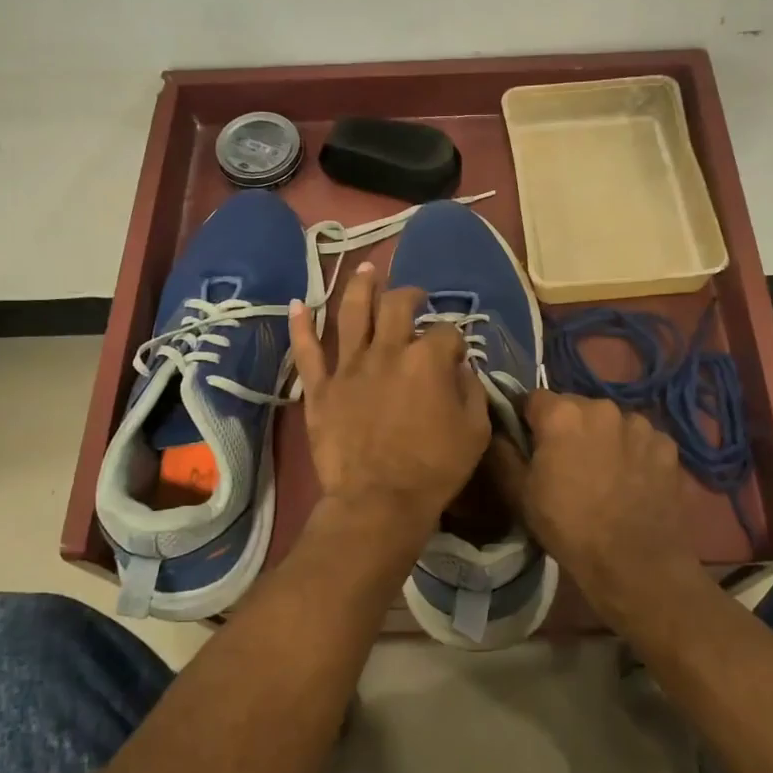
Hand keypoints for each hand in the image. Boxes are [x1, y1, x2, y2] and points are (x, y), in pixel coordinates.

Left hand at [289, 262, 489, 527]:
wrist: (379, 502)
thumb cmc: (435, 469)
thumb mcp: (475, 431)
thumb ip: (471, 390)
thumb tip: (459, 368)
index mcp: (428, 360)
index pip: (446, 332)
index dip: (454, 341)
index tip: (456, 357)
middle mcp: (387, 352)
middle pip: (397, 306)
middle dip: (410, 295)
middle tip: (415, 296)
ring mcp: (349, 367)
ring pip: (352, 313)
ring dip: (360, 287)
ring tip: (366, 269)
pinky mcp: (321, 389)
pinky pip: (307, 352)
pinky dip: (301, 326)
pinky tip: (297, 304)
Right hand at [488, 391, 701, 621]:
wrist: (634, 564)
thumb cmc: (568, 527)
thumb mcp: (519, 494)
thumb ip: (502, 453)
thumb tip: (497, 430)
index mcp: (562, 414)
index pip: (533, 399)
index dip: (528, 421)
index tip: (529, 446)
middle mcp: (602, 407)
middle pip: (575, 407)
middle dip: (567, 428)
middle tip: (566, 464)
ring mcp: (640, 425)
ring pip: (610, 422)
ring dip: (603, 438)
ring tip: (603, 474)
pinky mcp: (667, 446)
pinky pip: (641, 440)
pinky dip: (633, 453)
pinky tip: (631, 482)